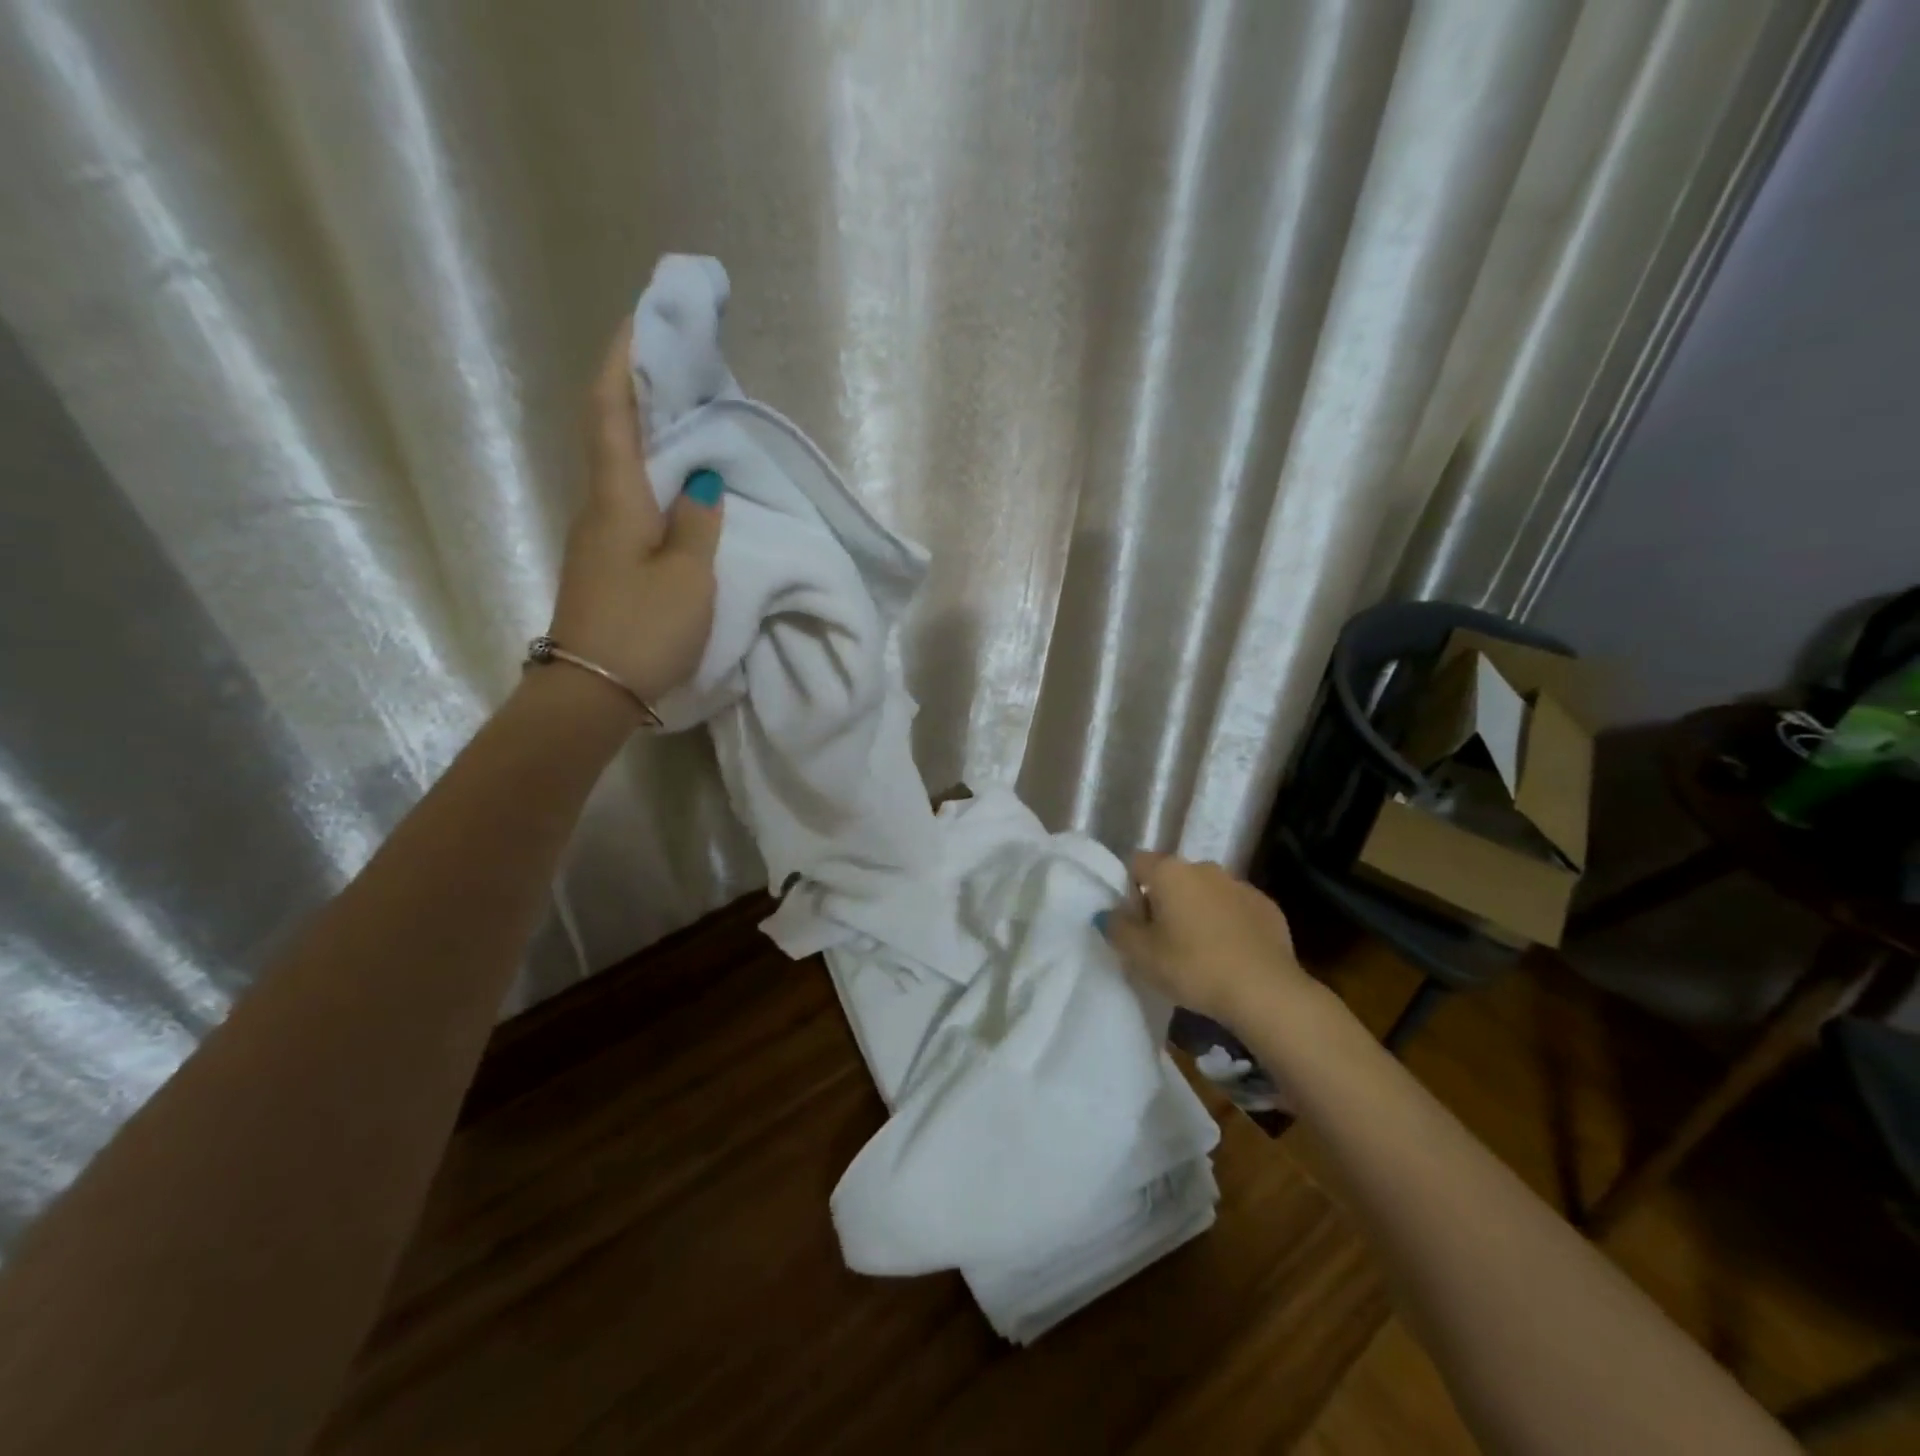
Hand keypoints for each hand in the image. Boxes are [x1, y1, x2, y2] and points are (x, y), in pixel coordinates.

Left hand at [546, 320, 722, 712]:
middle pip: (611, 431)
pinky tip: (679, 482)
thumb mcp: (689, 576)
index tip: (642, 318)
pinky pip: (630, 500)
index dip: (623, 361)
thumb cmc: (643, 629)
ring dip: (647, 432)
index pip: (611, 411)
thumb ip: (698, 524)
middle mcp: (598, 506)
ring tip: (686, 412)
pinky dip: (652, 475)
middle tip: (678, 362)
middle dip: (638, 388)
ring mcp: (598, 536)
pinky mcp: (606, 562)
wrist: (590, 692)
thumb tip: (700, 481)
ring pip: (621, 467)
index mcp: (617, 498)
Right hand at [1099, 853, 1308, 1028]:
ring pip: (1205, 892)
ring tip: (1198, 951)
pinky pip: (1235, 908)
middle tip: (1162, 941)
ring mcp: (1240, 884)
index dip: (1128, 889)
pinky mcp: (1267, 906)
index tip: (1135, 922)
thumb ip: (1117, 928)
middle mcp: (1204, 867)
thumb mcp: (1141, 955)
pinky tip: (1229, 954)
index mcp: (1170, 872)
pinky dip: (1227, 923)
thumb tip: (1108, 914)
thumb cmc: (1193, 967)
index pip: (1136, 863)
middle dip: (1164, 901)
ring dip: (1197, 911)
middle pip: (1172, 877)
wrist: (1265, 991)